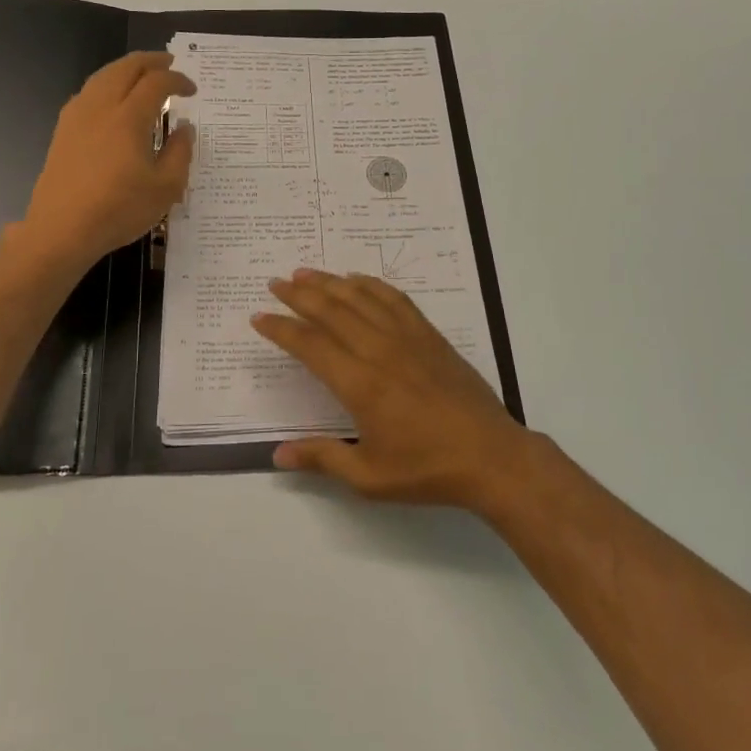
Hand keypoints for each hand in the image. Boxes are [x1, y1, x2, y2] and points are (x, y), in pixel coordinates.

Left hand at [19, 52, 195, 269]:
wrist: (62, 229)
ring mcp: (77, 116)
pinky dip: (107, 84)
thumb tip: (183, 127)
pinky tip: (113, 99)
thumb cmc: (119, 210)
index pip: (157, 83)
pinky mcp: (63, 130)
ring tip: (142, 75)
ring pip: (103, 76)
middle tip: (169, 64)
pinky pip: (88, 92)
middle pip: (125, 68)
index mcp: (129, 117)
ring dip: (126, 69)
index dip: (178, 80)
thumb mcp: (166, 188)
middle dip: (150, 61)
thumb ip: (180, 152)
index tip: (192, 90)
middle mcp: (101, 107)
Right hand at [252, 269, 534, 511]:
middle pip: (331, 311)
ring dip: (330, 282)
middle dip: (298, 294)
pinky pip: (395, 299)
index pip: (310, 345)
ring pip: (360, 298)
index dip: (281, 329)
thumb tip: (277, 454)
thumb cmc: (427, 469)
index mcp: (360, 385)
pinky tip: (357, 279)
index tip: (259, 317)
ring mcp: (407, 338)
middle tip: (275, 283)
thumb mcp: (369, 478)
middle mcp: (379, 351)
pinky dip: (371, 284)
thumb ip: (322, 458)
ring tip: (305, 273)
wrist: (490, 456)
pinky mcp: (429, 335)